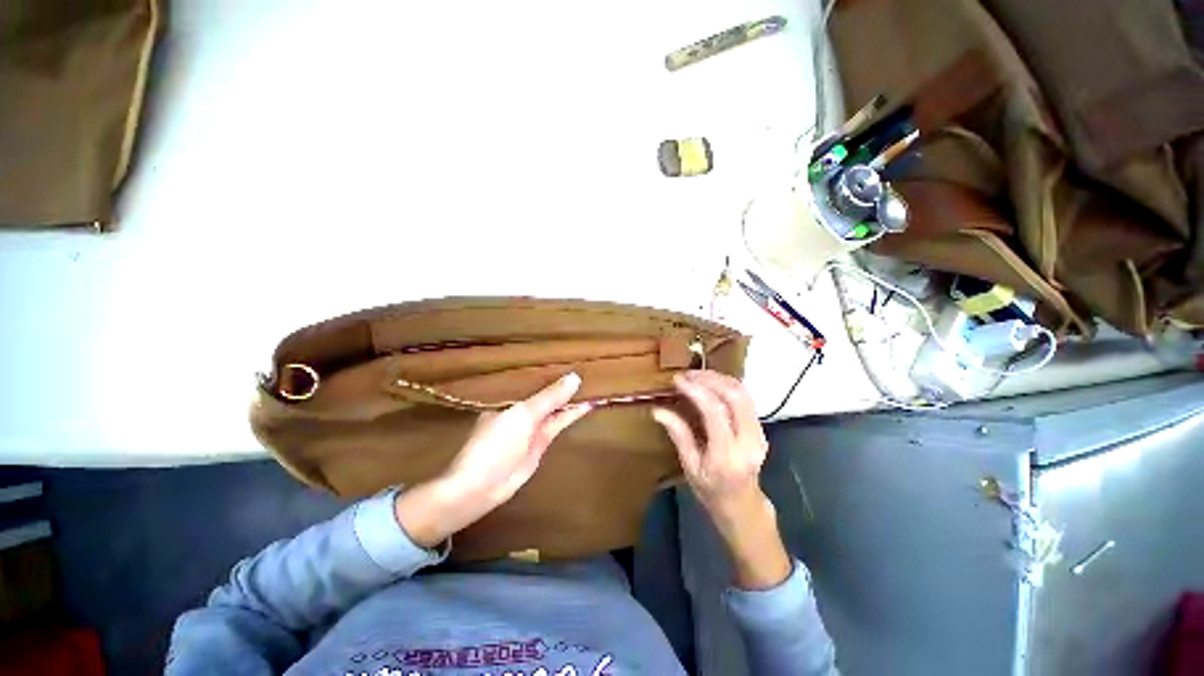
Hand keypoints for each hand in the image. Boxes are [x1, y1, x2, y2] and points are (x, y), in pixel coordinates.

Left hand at [395, 373, 591, 547]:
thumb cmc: (496, 443)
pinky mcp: (542, 440)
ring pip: (556, 406)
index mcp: (509, 395)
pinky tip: (588, 403)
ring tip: (595, 381)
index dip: (551, 366)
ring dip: (572, 397)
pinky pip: (560, 422)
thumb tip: (575, 377)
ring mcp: (533, 423)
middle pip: (547, 390)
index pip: (533, 375)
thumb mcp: (523, 414)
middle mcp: (521, 406)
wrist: (483, 486)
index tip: (571, 354)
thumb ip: (549, 397)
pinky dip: (573, 414)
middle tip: (589, 365)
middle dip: (564, 381)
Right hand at [653, 370, 791, 588]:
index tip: (678, 380)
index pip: (715, 411)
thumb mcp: (690, 466)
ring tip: (698, 374)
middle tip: (688, 374)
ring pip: (744, 394)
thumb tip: (658, 410)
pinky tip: (712, 383)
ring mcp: (759, 433)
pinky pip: (747, 398)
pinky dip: (729, 385)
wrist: (742, 504)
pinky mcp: (761, 428)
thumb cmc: (711, 490)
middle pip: (734, 396)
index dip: (696, 390)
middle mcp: (748, 441)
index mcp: (727, 455)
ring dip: (720, 379)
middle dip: (710, 379)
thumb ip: (678, 435)